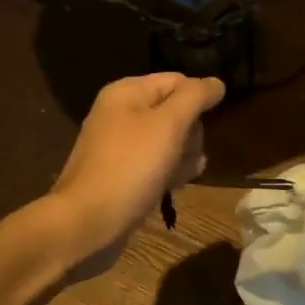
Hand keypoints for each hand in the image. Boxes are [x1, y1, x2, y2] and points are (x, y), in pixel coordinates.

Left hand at [48, 72, 224, 276]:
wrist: (87, 223)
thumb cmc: (130, 167)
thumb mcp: (169, 124)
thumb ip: (195, 97)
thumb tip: (217, 83)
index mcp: (127, 92)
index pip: (178, 81)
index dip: (199, 100)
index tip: (211, 125)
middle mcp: (121, 113)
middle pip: (175, 111)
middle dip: (191, 133)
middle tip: (188, 153)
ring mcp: (120, 145)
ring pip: (169, 140)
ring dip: (184, 155)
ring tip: (182, 175)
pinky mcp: (123, 173)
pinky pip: (156, 163)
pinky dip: (169, 171)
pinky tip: (175, 186)